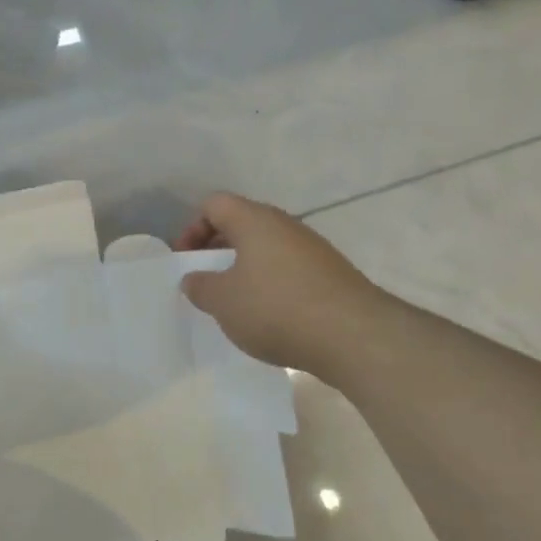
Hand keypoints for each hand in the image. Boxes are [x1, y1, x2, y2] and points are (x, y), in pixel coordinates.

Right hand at [175, 193, 391, 375]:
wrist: (354, 335)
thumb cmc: (276, 309)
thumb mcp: (223, 302)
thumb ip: (200, 287)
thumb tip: (194, 279)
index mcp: (254, 220)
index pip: (214, 204)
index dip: (193, 228)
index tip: (187, 262)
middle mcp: (284, 224)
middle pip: (242, 224)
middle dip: (218, 249)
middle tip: (206, 280)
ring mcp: (312, 248)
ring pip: (267, 247)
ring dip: (246, 268)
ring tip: (237, 302)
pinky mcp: (331, 273)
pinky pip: (289, 268)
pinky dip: (272, 284)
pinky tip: (270, 316)